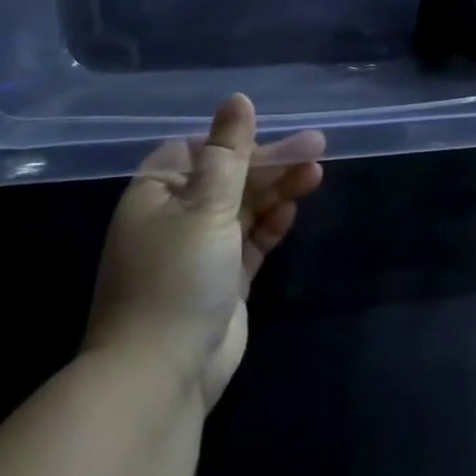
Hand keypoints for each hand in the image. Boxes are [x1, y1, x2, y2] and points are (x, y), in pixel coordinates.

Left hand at [84, 95, 323, 405]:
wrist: (161, 376)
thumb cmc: (177, 276)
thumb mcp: (206, 205)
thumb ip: (229, 152)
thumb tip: (238, 99)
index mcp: (157, 194)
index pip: (199, 151)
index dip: (236, 141)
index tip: (272, 135)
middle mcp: (175, 218)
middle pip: (229, 178)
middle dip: (270, 163)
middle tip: (318, 146)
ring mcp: (200, 251)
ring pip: (245, 208)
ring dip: (278, 190)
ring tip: (316, 172)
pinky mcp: (224, 281)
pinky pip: (251, 241)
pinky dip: (271, 224)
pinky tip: (294, 209)